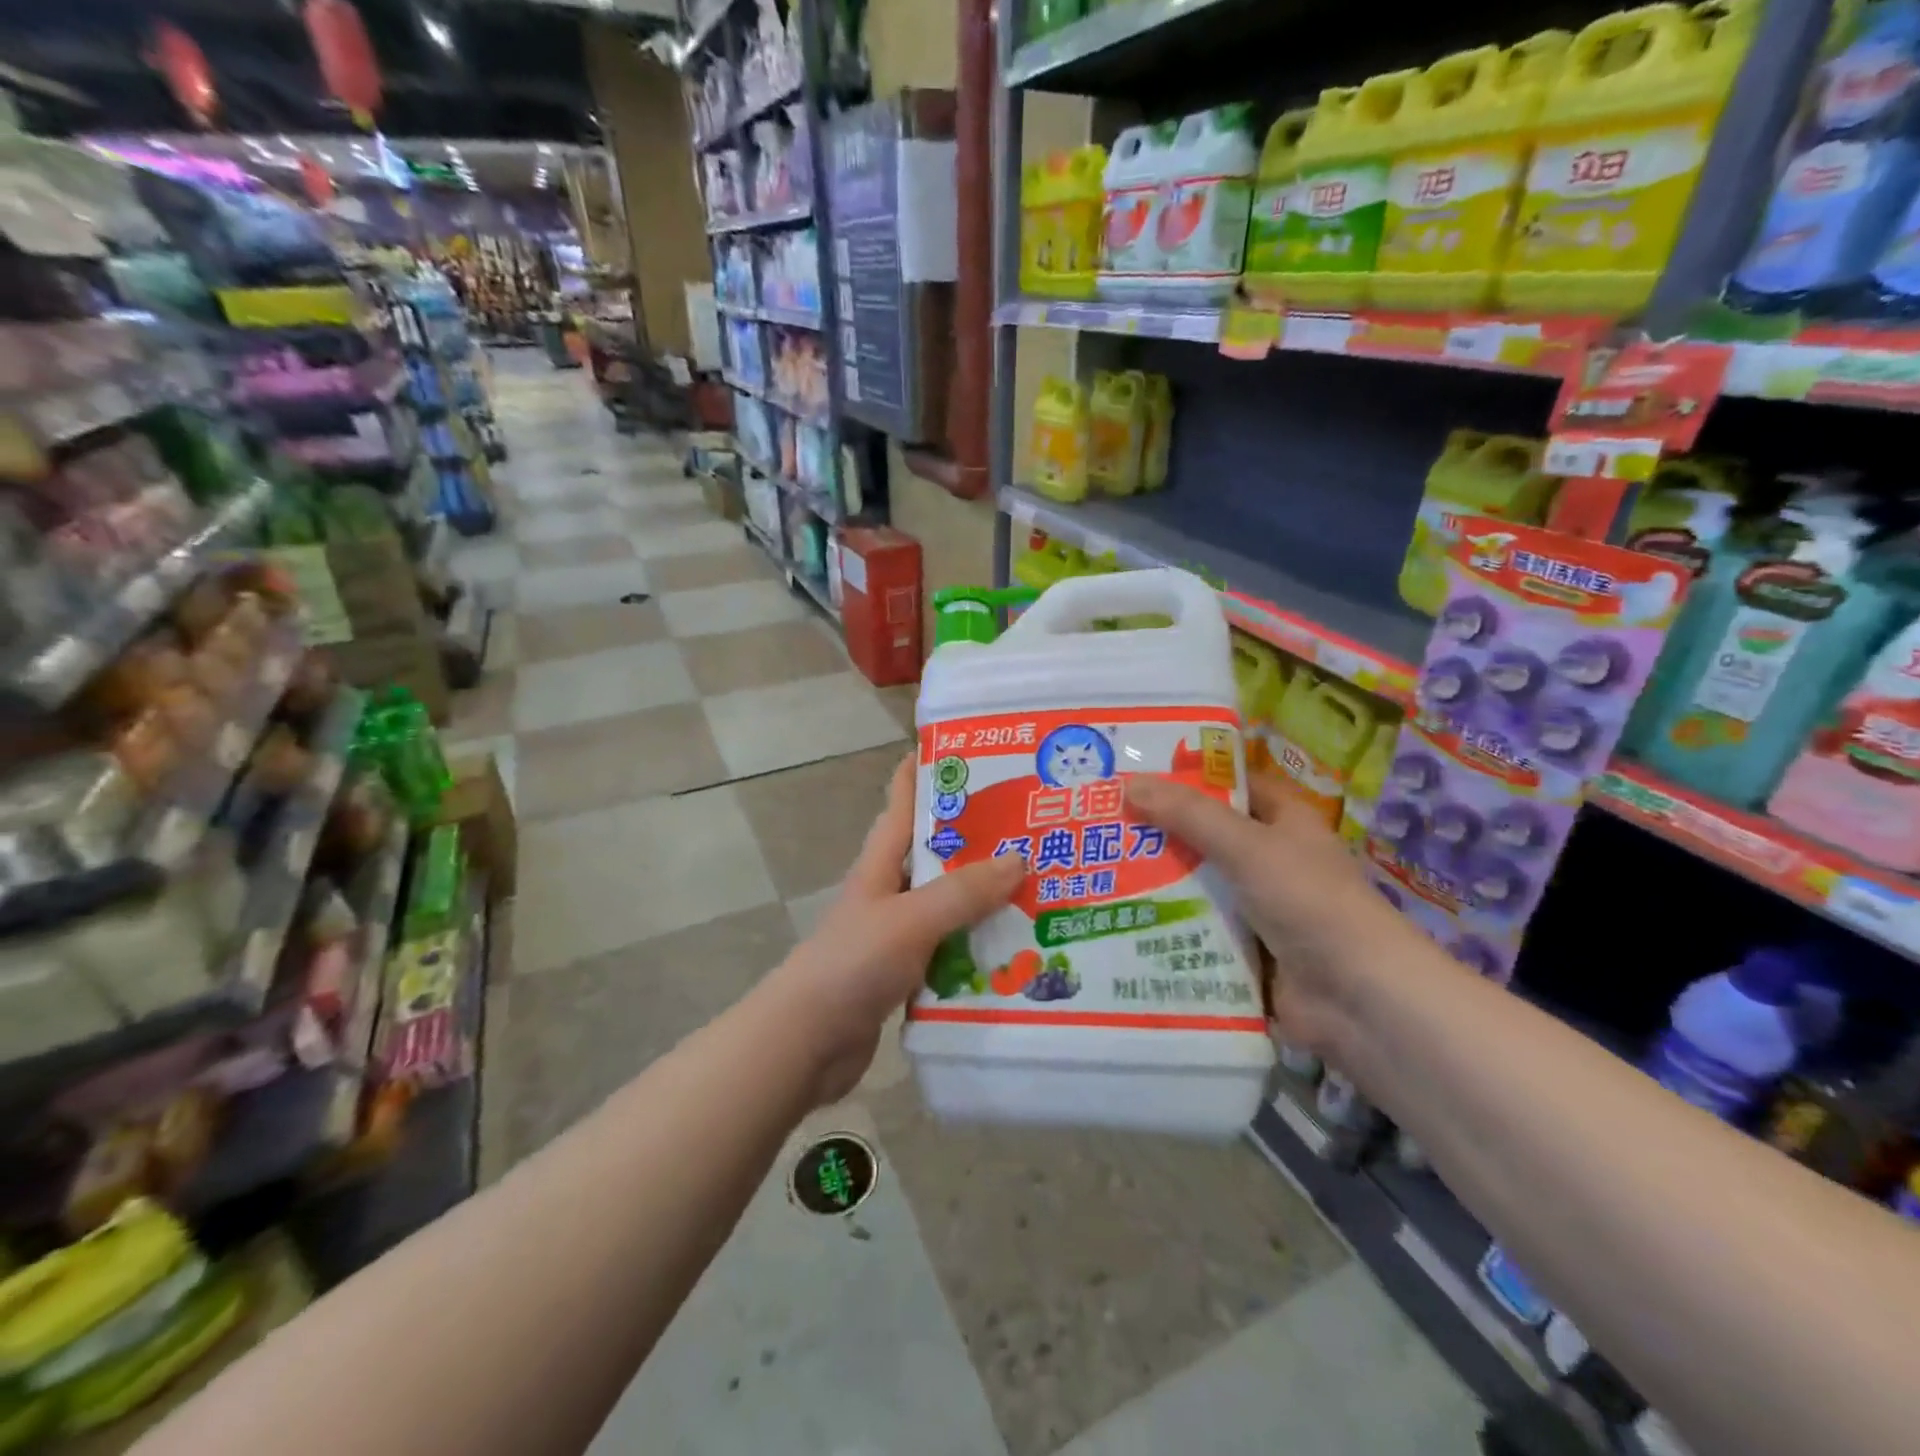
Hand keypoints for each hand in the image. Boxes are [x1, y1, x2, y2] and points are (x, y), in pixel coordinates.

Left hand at [762, 758, 1025, 1105]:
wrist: (807, 1041)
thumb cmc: (852, 964)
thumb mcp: (910, 919)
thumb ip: (962, 891)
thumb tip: (1019, 859)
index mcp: (882, 863)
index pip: (902, 802)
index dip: (927, 771)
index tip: (968, 749)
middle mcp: (891, 891)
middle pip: (937, 853)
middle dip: (979, 838)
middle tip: (1033, 824)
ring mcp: (898, 933)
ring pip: (950, 904)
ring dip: (987, 898)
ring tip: (1042, 887)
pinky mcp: (907, 972)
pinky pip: (952, 949)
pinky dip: (979, 946)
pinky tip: (1018, 951)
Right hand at [1125, 771, 1411, 1055]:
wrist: (1357, 999)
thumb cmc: (1309, 902)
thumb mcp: (1247, 846)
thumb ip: (1188, 815)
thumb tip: (1127, 783)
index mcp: (1284, 821)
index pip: (1229, 786)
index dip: (1186, 778)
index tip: (1132, 775)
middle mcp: (1271, 858)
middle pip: (1206, 836)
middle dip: (1159, 832)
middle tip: (1100, 824)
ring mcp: (1259, 907)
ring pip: (1198, 884)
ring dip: (1157, 881)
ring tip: (1097, 870)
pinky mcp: (1246, 950)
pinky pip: (1198, 928)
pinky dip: (1168, 925)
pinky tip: (1121, 919)